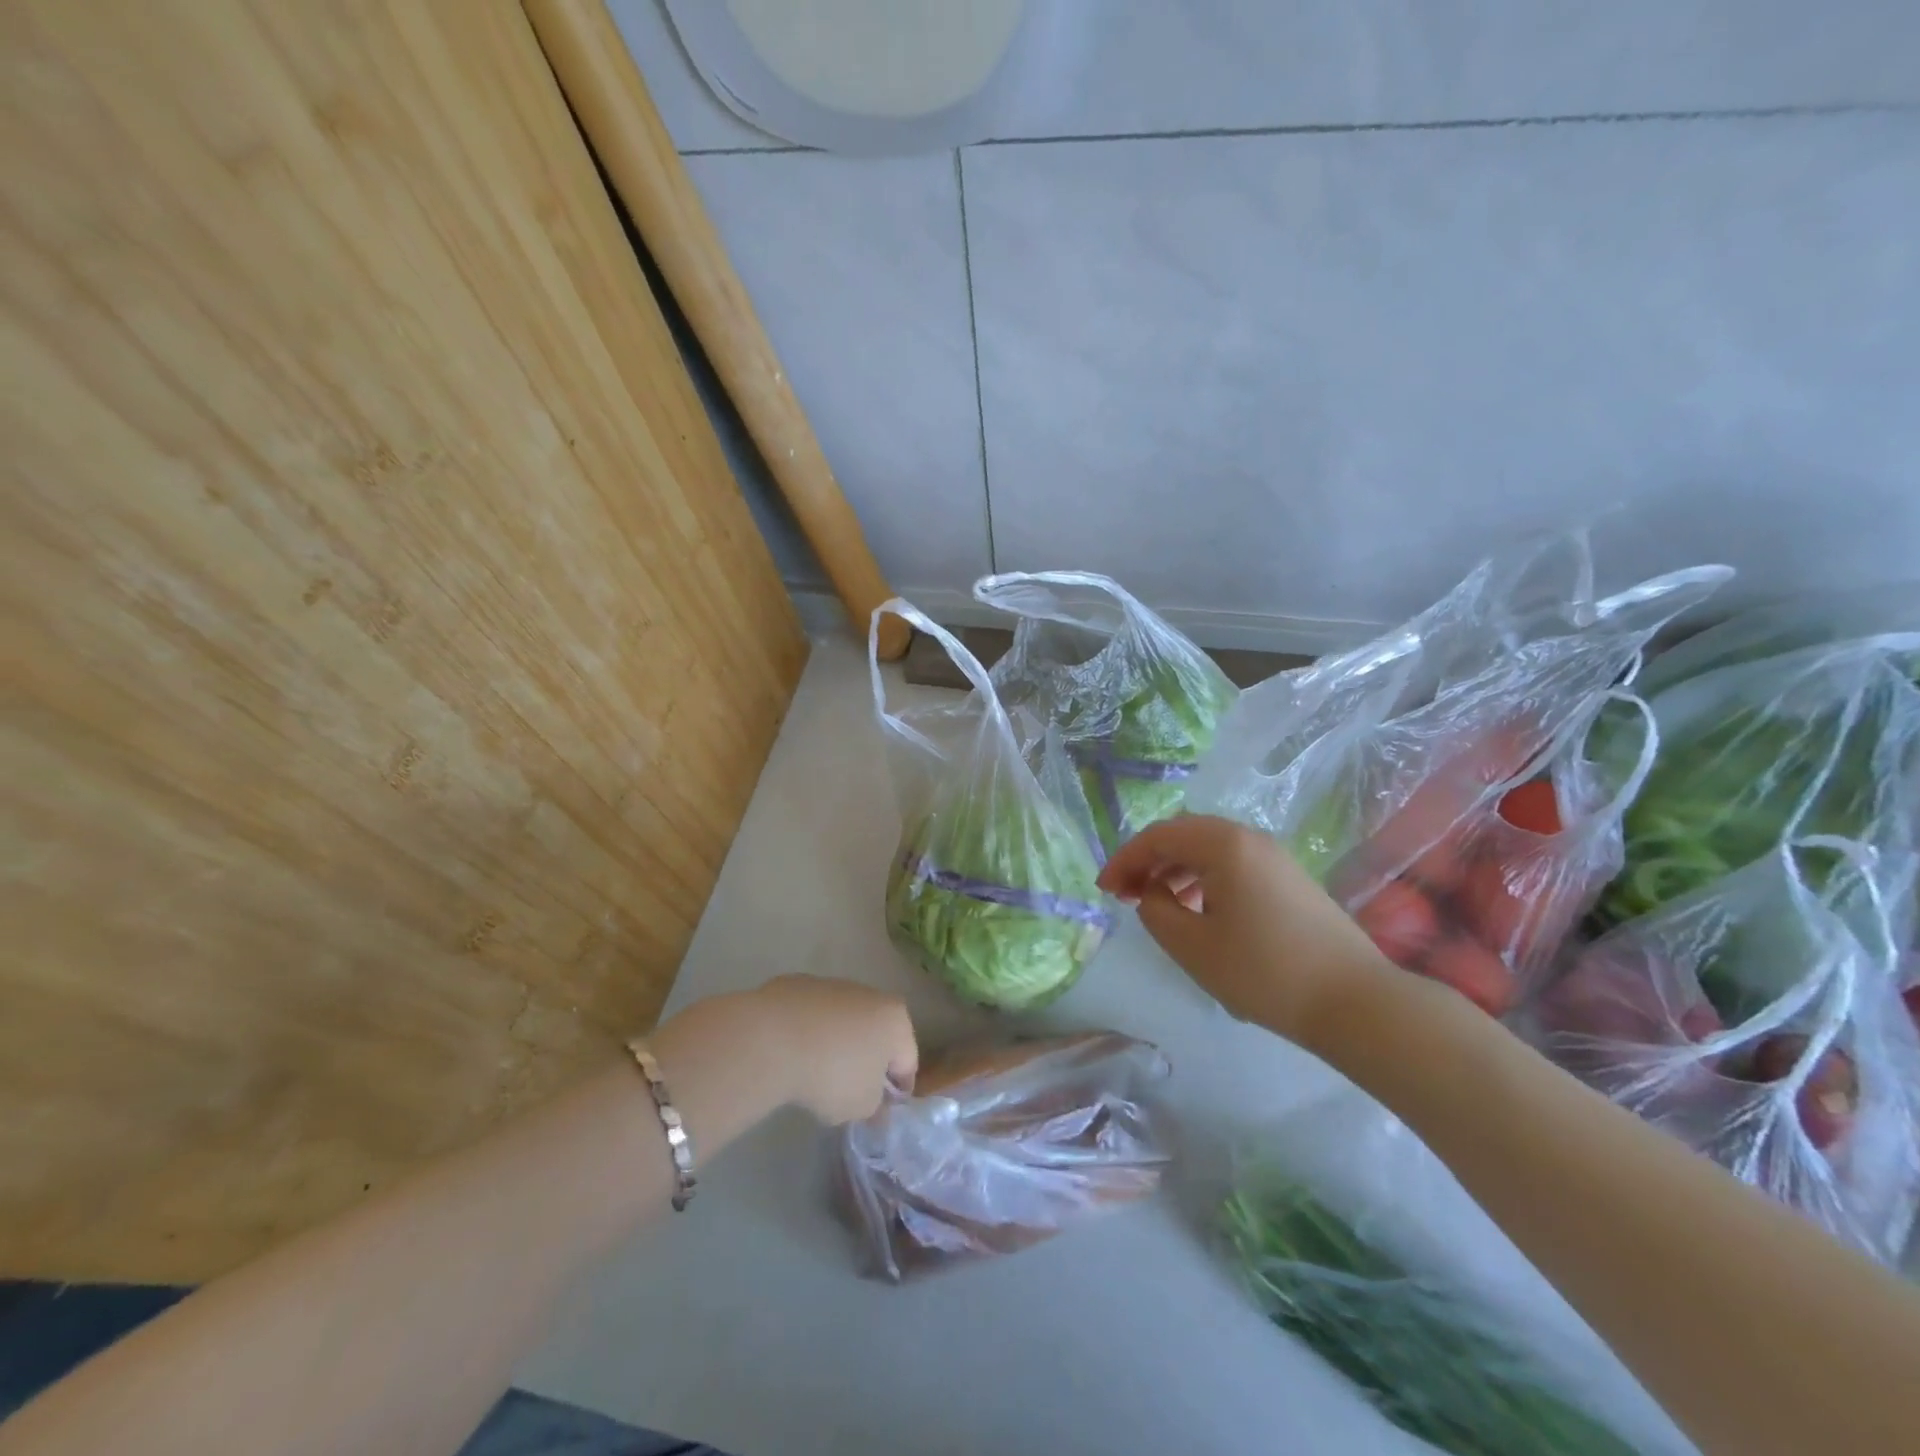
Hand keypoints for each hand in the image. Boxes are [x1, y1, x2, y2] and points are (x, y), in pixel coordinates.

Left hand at [749, 975, 918, 1123]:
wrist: (772, 1039)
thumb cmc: (832, 1074)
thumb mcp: (862, 1106)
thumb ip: (876, 1107)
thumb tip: (876, 1104)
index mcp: (896, 1020)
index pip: (908, 1061)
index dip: (897, 1090)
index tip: (882, 1111)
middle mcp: (870, 994)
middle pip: (876, 1034)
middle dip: (867, 1061)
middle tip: (850, 1092)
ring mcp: (832, 985)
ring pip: (843, 1022)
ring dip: (837, 1044)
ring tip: (815, 1074)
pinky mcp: (798, 985)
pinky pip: (811, 1017)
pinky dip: (808, 1033)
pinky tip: (792, 1055)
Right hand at [1096, 815, 1396, 1046]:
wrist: (1355, 1002)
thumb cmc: (1264, 972)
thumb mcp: (1192, 946)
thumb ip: (1155, 911)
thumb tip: (1151, 893)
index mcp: (1223, 845)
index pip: (1158, 837)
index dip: (1125, 860)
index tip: (1105, 891)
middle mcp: (1249, 839)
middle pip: (1183, 834)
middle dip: (1148, 860)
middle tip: (1125, 894)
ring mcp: (1275, 857)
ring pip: (1209, 849)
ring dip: (1175, 869)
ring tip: (1157, 904)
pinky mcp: (1290, 879)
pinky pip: (1233, 864)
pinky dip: (1203, 878)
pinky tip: (1199, 912)